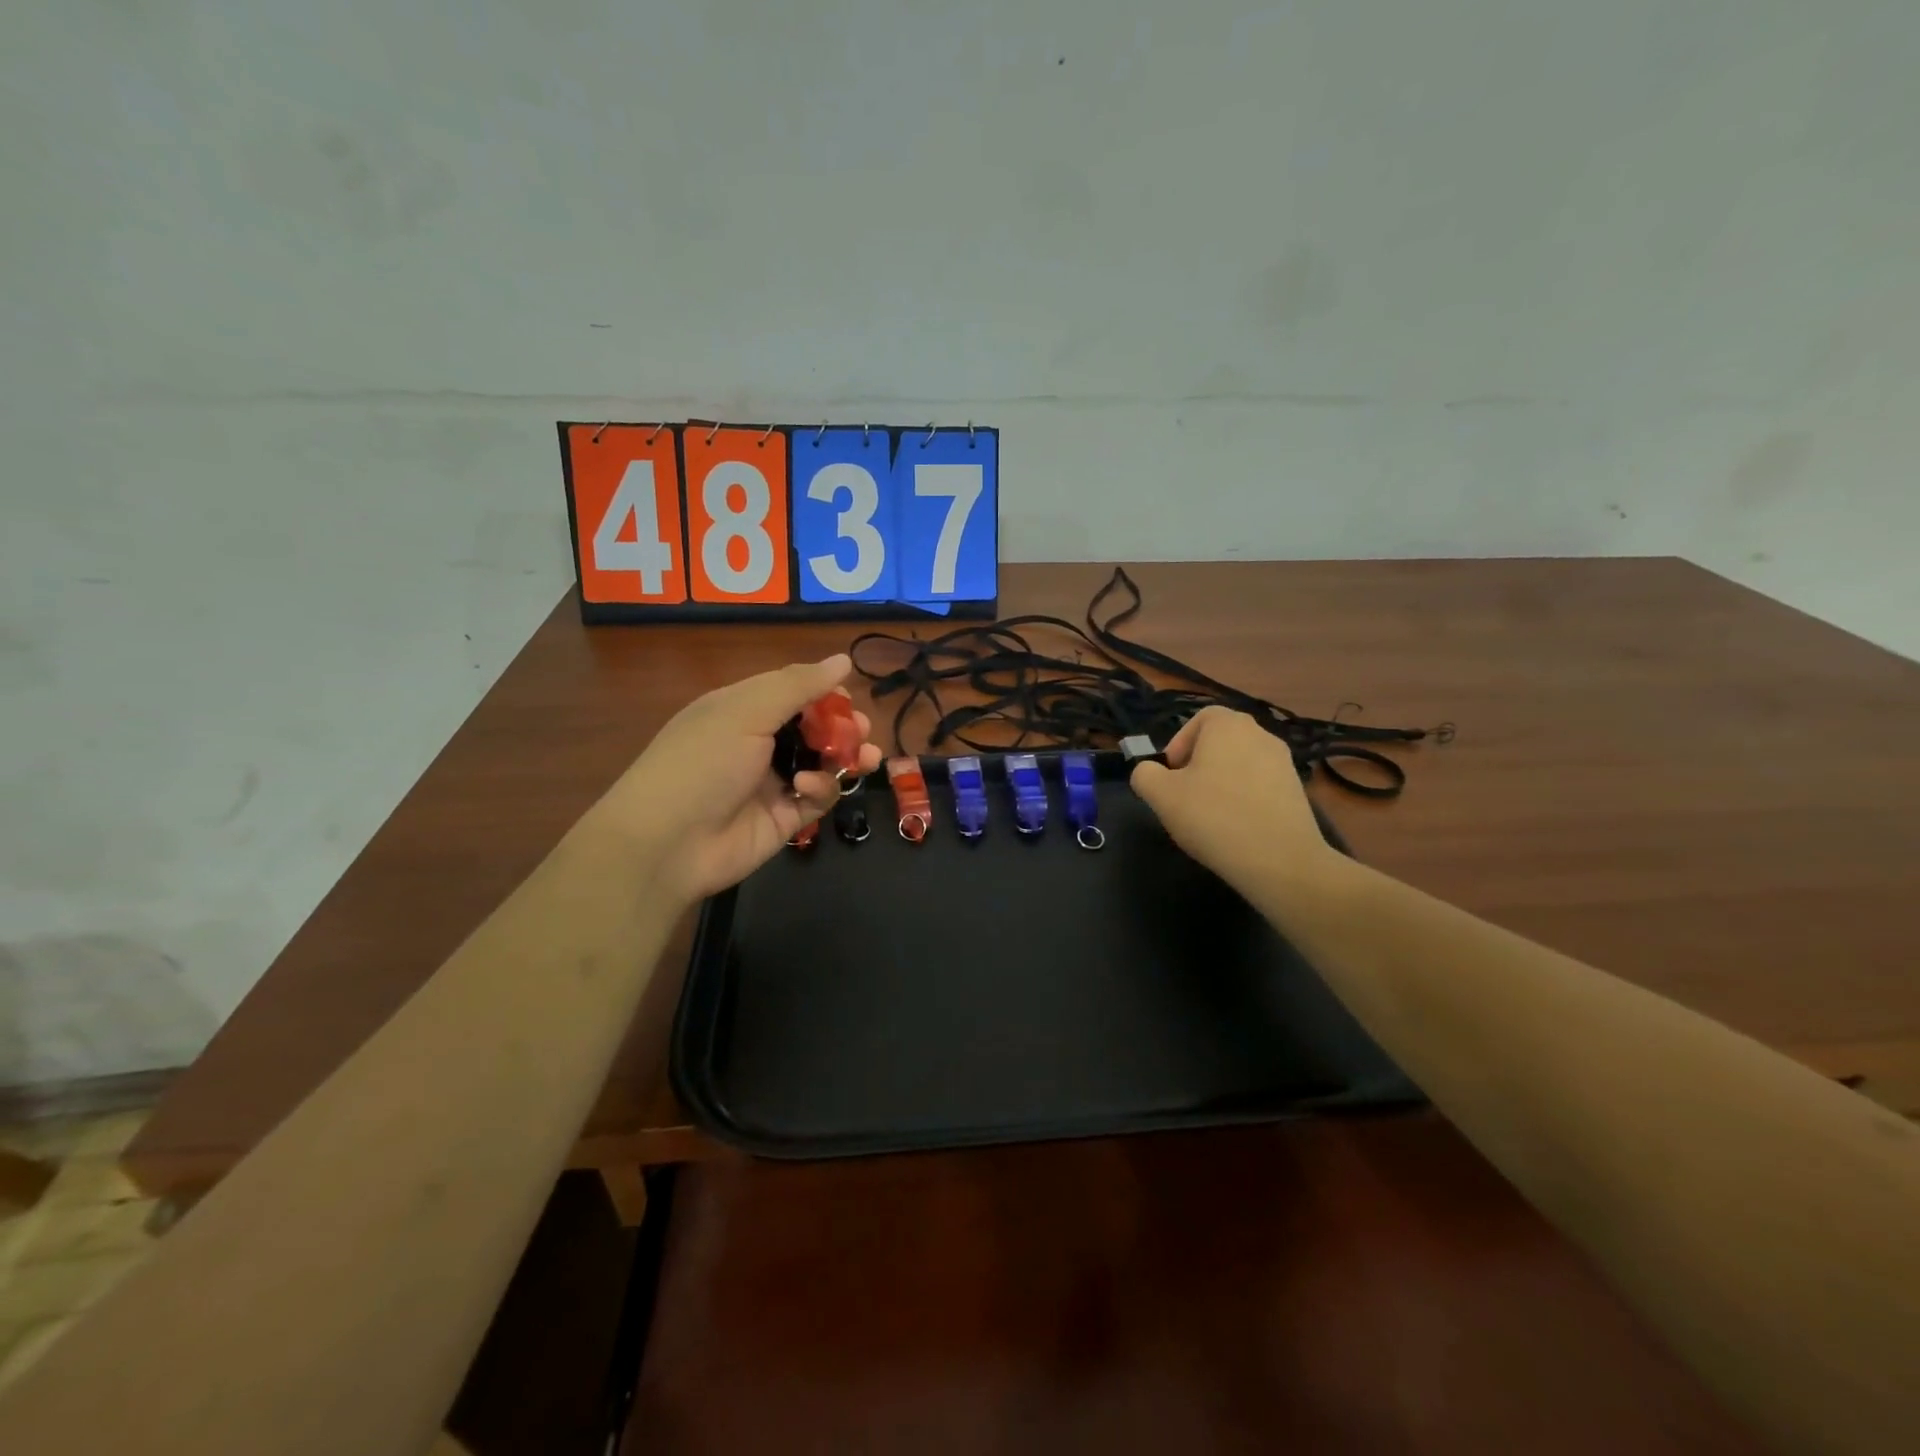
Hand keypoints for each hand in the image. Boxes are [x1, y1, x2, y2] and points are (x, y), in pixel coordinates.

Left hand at [594, 655, 882, 904]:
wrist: (666, 844)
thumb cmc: (702, 762)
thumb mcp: (746, 711)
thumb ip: (798, 685)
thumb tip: (843, 660)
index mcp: (743, 710)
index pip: (792, 693)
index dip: (823, 693)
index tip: (846, 697)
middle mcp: (758, 743)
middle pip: (813, 729)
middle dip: (842, 727)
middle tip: (861, 730)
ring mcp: (772, 783)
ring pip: (823, 764)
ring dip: (846, 757)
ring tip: (866, 758)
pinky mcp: (784, 819)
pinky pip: (817, 798)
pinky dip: (819, 790)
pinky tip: (805, 790)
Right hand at [1129, 708, 1338, 895]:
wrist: (1279, 860)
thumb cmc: (1214, 817)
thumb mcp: (1161, 795)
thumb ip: (1145, 774)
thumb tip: (1149, 772)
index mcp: (1228, 725)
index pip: (1200, 719)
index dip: (1179, 743)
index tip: (1171, 775)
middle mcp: (1260, 734)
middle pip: (1221, 741)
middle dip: (1199, 764)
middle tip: (1185, 796)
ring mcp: (1284, 762)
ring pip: (1240, 763)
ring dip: (1221, 782)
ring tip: (1210, 815)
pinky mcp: (1297, 791)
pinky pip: (1260, 785)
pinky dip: (1244, 798)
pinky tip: (1236, 827)